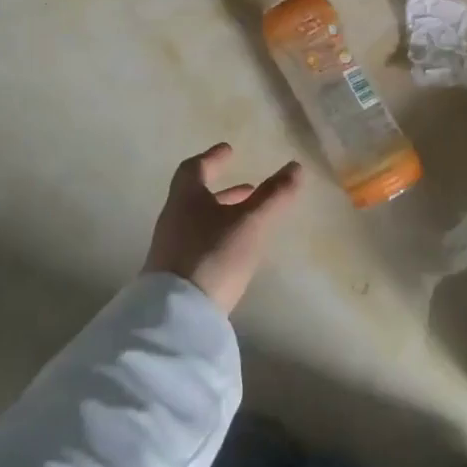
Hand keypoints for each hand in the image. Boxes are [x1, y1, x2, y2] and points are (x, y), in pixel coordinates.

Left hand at [143, 144, 303, 313]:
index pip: (195, 169)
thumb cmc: (214, 256)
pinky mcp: (175, 276)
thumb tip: (295, 166)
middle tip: (249, 188)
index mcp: (186, 199)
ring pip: (198, 222)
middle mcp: (174, 220)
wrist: (177, 316)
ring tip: (249, 220)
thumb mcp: (251, 223)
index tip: (228, 149)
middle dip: (224, 191)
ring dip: (223, 215)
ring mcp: (171, 250)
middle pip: (196, 197)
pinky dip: (218, 238)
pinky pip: (198, 245)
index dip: (212, 158)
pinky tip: (235, 252)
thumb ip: (274, 195)